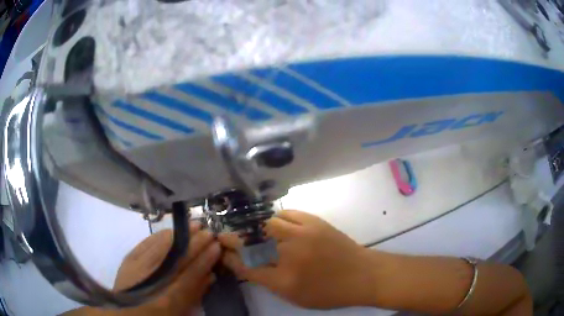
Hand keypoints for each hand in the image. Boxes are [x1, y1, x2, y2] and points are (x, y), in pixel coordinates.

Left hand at [112, 223, 219, 314]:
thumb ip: (195, 294)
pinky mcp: (128, 259)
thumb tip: (211, 275)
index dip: (204, 260)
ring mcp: (136, 267)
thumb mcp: (181, 312)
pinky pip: (146, 243)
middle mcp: (151, 281)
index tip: (217, 247)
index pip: (190, 276)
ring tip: (194, 225)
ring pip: (161, 246)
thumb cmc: (157, 314)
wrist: (126, 313)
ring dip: (179, 235)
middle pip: (175, 258)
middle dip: (194, 244)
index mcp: (167, 301)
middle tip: (209, 232)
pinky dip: (160, 235)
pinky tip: (171, 230)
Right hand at [219, 210, 371, 308]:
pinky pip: (287, 213)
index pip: (246, 267)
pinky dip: (275, 218)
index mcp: (284, 280)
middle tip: (224, 236)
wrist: (362, 275)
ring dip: (252, 226)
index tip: (222, 253)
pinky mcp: (315, 221)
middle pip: (251, 242)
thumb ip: (268, 282)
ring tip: (247, 229)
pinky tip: (273, 223)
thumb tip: (246, 266)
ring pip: (266, 224)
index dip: (230, 259)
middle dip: (233, 238)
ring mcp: (303, 234)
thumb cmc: (329, 292)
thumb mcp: (295, 297)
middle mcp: (290, 255)